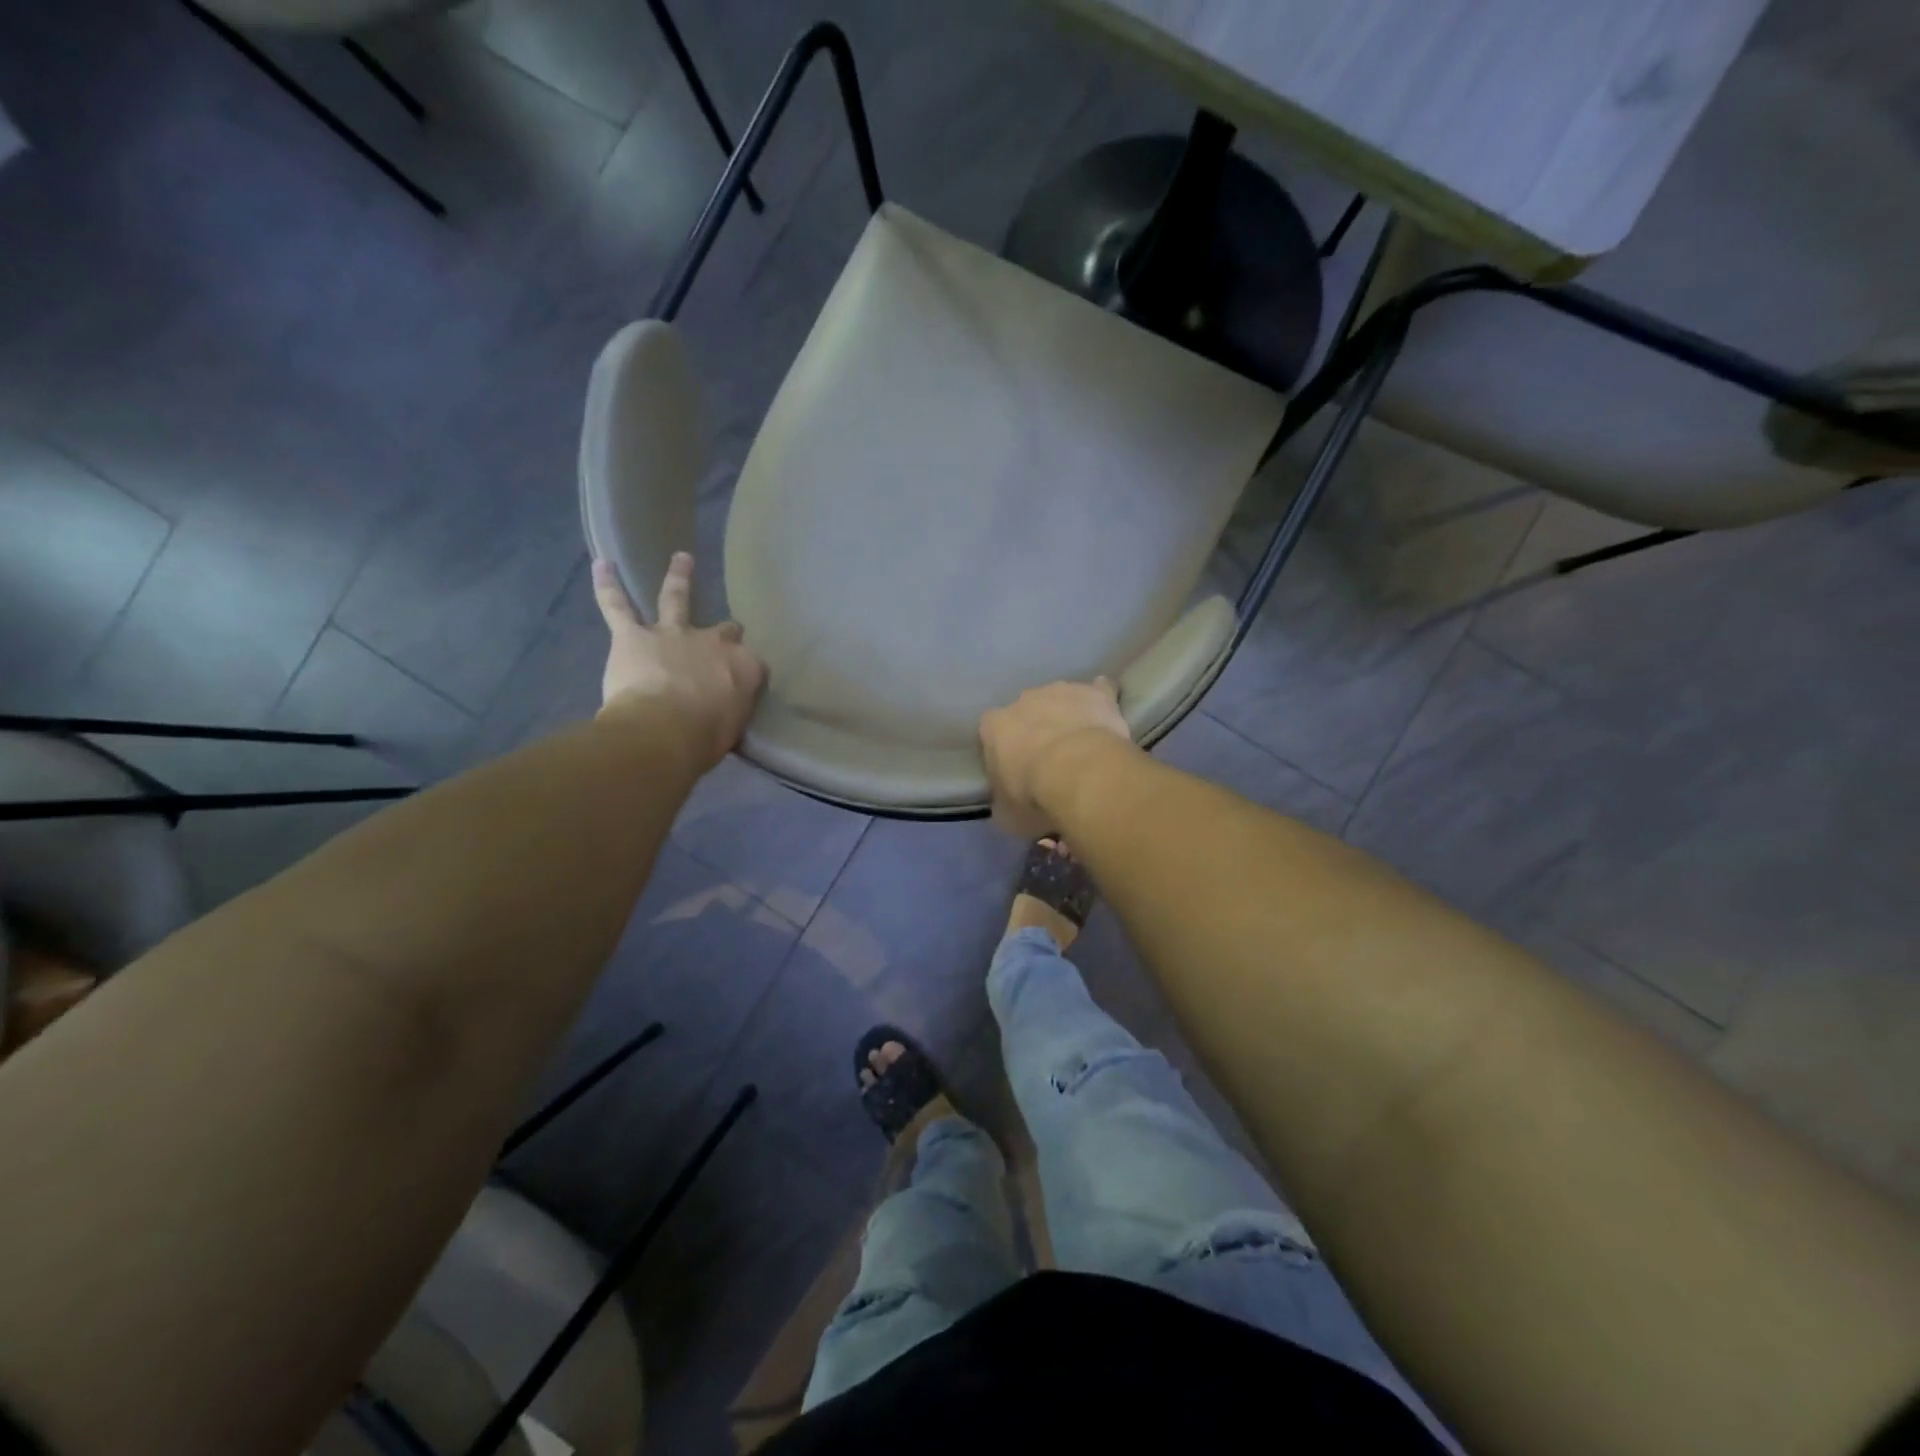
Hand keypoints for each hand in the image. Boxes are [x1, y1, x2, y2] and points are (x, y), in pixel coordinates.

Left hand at [593, 553, 765, 770]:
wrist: (664, 731)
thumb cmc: (705, 739)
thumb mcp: (733, 729)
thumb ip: (730, 712)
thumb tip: (723, 712)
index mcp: (744, 668)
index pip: (751, 664)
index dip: (745, 672)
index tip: (741, 686)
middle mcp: (713, 642)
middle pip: (724, 631)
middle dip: (725, 633)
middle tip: (725, 635)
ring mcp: (673, 633)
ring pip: (676, 598)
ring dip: (679, 578)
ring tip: (682, 559)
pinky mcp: (633, 635)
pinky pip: (617, 606)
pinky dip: (607, 586)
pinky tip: (601, 564)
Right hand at [979, 677, 1132, 837]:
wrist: (1079, 773)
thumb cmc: (1034, 794)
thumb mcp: (1007, 813)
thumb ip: (1003, 802)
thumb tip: (1007, 805)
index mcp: (994, 726)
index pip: (991, 732)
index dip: (1004, 750)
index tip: (1016, 769)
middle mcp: (1023, 700)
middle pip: (1028, 712)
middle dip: (1037, 729)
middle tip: (1052, 760)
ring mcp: (1061, 691)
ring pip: (1062, 699)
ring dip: (1068, 715)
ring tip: (1083, 743)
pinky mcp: (1095, 692)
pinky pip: (1100, 690)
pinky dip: (1102, 699)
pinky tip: (1109, 712)